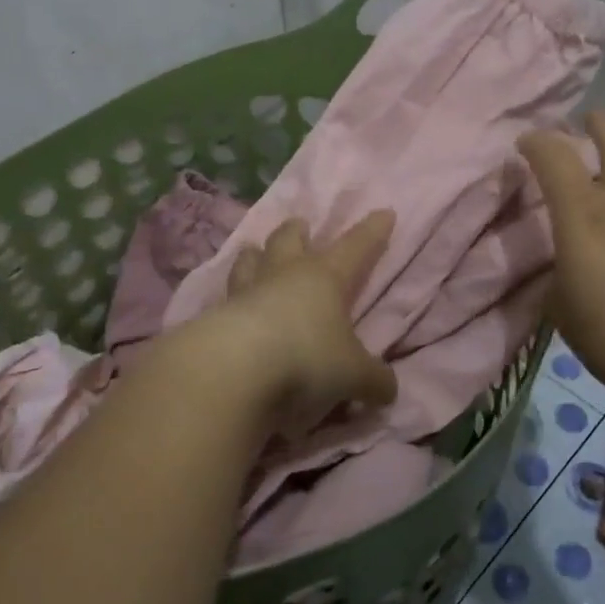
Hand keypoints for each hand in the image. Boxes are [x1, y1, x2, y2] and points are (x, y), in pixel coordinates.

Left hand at [204, 213, 397, 441]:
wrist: (234, 370)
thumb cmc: (306, 358)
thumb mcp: (353, 375)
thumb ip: (373, 380)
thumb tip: (388, 390)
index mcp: (324, 277)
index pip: (356, 246)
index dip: (372, 231)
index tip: (384, 213)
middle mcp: (285, 274)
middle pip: (288, 238)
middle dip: (297, 230)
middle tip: (300, 225)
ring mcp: (246, 291)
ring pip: (248, 259)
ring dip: (255, 255)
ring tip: (254, 253)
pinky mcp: (216, 316)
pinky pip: (225, 298)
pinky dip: (231, 300)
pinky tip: (231, 308)